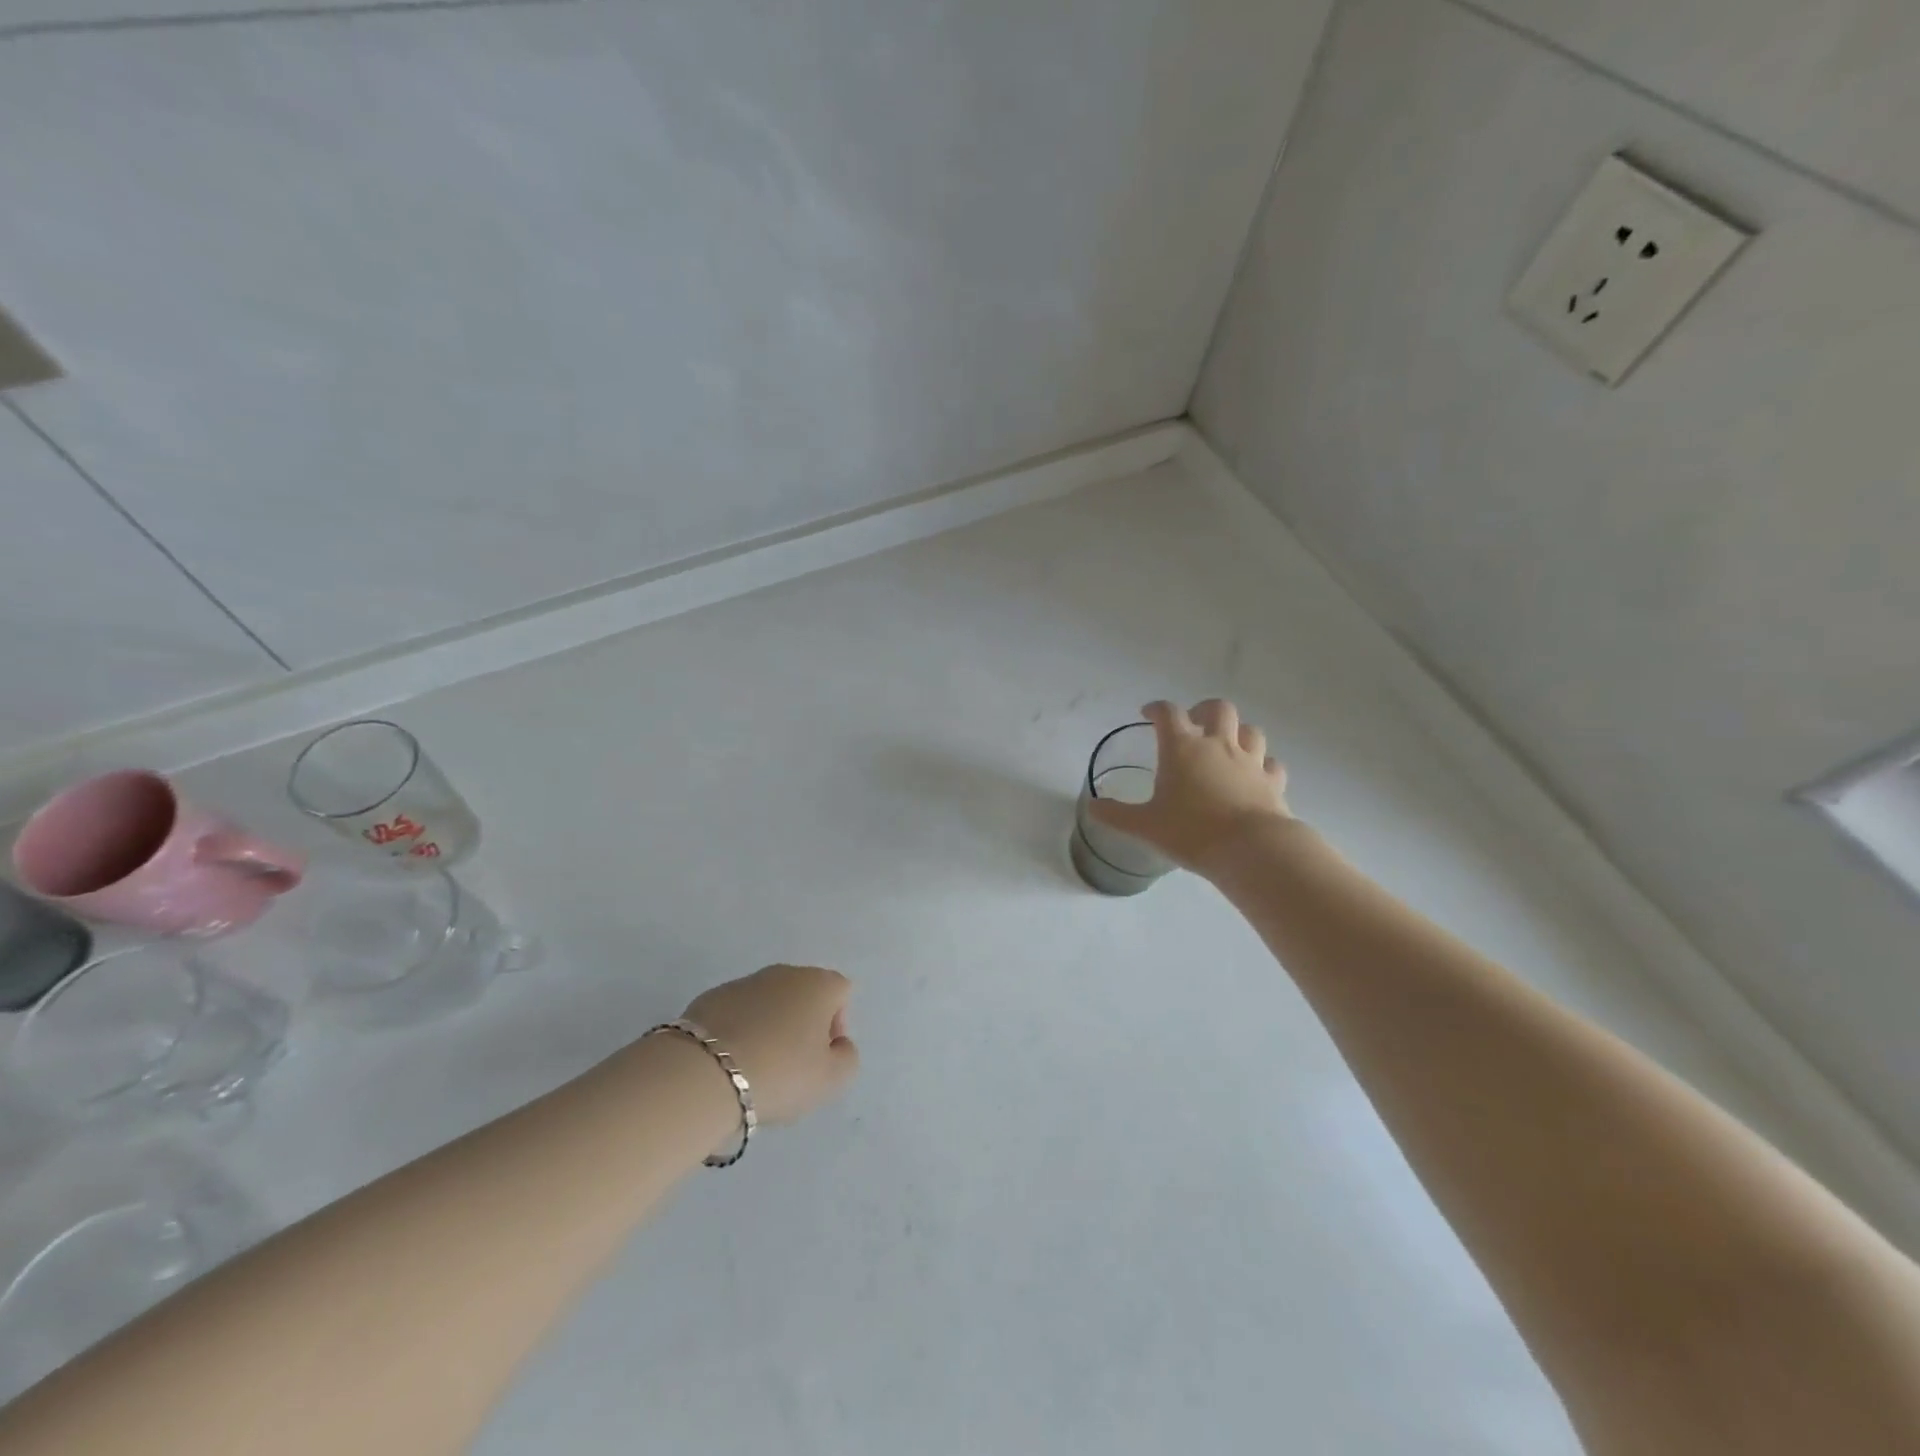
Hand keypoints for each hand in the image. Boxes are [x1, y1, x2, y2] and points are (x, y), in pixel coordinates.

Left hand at [682, 964, 859, 1124]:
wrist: (704, 1074)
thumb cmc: (780, 1073)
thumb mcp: (832, 1080)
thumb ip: (847, 1058)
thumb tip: (838, 1044)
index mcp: (818, 984)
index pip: (841, 992)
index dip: (837, 1024)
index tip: (821, 1057)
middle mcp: (784, 973)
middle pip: (804, 995)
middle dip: (802, 1025)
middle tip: (791, 1065)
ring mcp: (744, 982)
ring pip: (768, 1003)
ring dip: (769, 1027)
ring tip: (756, 1067)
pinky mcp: (710, 997)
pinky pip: (736, 1013)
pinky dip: (738, 1031)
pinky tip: (728, 1063)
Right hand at [1088, 699, 1292, 876]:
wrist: (1249, 849)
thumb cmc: (1190, 832)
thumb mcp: (1144, 826)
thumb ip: (1116, 815)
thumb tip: (1092, 807)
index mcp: (1182, 748)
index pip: (1168, 714)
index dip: (1156, 709)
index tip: (1148, 713)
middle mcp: (1218, 745)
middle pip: (1218, 709)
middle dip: (1204, 710)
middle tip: (1194, 724)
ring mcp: (1250, 761)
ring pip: (1250, 731)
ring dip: (1238, 732)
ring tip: (1226, 746)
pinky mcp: (1272, 781)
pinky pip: (1271, 763)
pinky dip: (1263, 764)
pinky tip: (1256, 774)